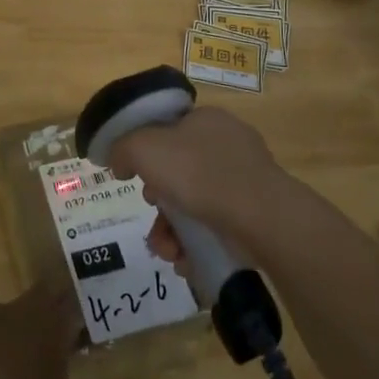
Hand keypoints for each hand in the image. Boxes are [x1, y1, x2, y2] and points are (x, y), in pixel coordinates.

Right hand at [103, 106, 285, 242]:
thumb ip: (122, 148)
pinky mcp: (255, 213)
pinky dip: (196, 243)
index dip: (147, 154)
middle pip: (178, 171)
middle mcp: (227, 143)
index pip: (168, 130)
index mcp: (205, 119)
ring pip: (194, 203)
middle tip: (153, 214)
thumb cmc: (199, 172)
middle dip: (158, 201)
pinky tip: (186, 260)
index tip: (137, 178)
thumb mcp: (145, 148)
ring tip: (167, 251)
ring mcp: (245, 178)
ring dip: (171, 230)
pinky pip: (216, 225)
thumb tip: (118, 161)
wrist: (260, 215)